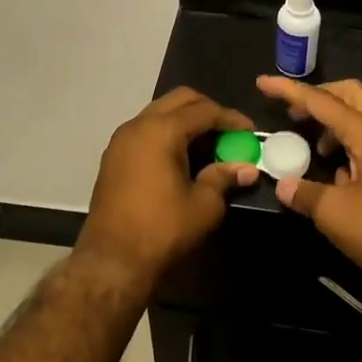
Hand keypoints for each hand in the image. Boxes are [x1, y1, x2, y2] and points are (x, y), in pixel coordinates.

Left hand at [75, 88, 259, 294]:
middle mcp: (138, 125)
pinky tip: (182, 157)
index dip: (231, 119)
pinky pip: (146, 129)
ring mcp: (121, 139)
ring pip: (160, 112)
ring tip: (208, 145)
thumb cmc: (161, 230)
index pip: (204, 110)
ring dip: (186, 120)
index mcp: (161, 130)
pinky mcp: (113, 156)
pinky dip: (168, 133)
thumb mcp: (203, 206)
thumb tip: (247, 168)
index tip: (251, 131)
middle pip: (180, 100)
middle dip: (208, 110)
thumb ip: (224, 178)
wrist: (111, 262)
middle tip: (229, 132)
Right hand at [255, 75, 361, 299]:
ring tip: (315, 148)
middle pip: (350, 94)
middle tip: (294, 114)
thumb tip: (283, 185)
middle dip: (319, 97)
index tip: (263, 82)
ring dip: (336, 121)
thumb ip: (304, 193)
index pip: (322, 102)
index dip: (289, 90)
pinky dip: (352, 140)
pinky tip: (340, 171)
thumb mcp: (333, 214)